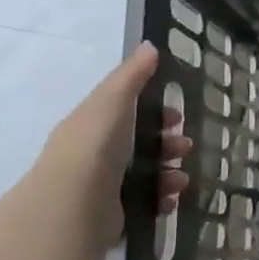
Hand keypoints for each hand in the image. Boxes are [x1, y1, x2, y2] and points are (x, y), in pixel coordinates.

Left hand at [29, 42, 190, 251]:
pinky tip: (169, 198)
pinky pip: (145, 203)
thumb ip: (132, 75)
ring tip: (180, 179)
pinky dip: (161, 198)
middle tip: (185, 147)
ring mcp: (103, 186)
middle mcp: (95, 155)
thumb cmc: (95, 145)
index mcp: (92, 125)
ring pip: (147, 174)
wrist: (74, 203)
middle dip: (169, 144)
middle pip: (141, 144)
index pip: (127, 113)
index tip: (176, 117)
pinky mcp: (112, 214)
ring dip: (169, 173)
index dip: (155, 112)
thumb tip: (150, 45)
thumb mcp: (113, 100)